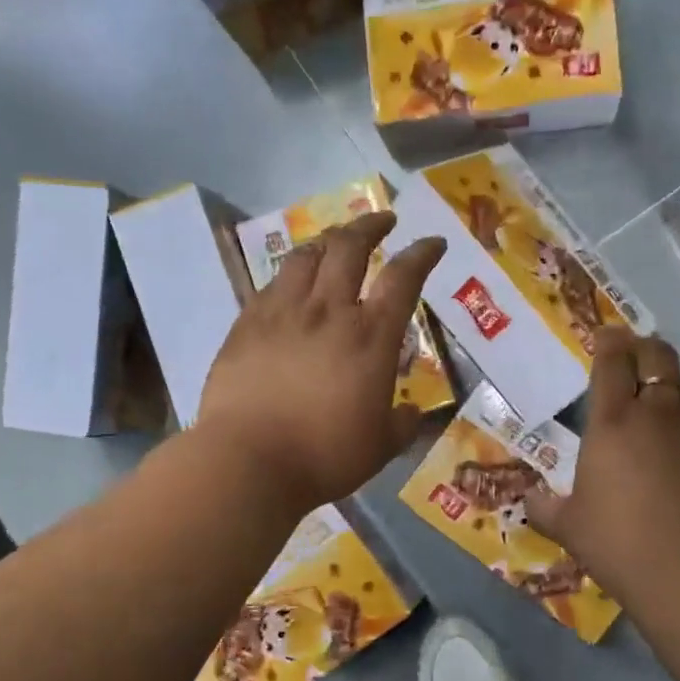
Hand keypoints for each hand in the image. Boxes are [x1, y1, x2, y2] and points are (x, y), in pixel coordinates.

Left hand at [198, 211, 444, 511]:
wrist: (250, 461)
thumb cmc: (325, 457)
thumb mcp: (380, 446)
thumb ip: (401, 424)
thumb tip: (411, 413)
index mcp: (370, 337)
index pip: (403, 278)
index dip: (422, 253)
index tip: (433, 242)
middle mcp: (328, 311)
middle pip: (350, 247)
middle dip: (371, 225)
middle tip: (383, 220)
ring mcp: (282, 313)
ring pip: (306, 256)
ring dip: (327, 241)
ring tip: (335, 242)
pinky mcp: (246, 325)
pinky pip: (271, 285)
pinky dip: (289, 275)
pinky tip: (291, 283)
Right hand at [528, 329, 679, 600]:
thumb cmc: (620, 544)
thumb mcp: (570, 528)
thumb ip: (546, 509)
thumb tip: (530, 501)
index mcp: (614, 423)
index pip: (613, 362)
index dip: (610, 343)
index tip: (607, 336)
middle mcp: (662, 415)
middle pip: (661, 359)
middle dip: (648, 350)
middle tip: (640, 356)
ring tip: (676, 415)